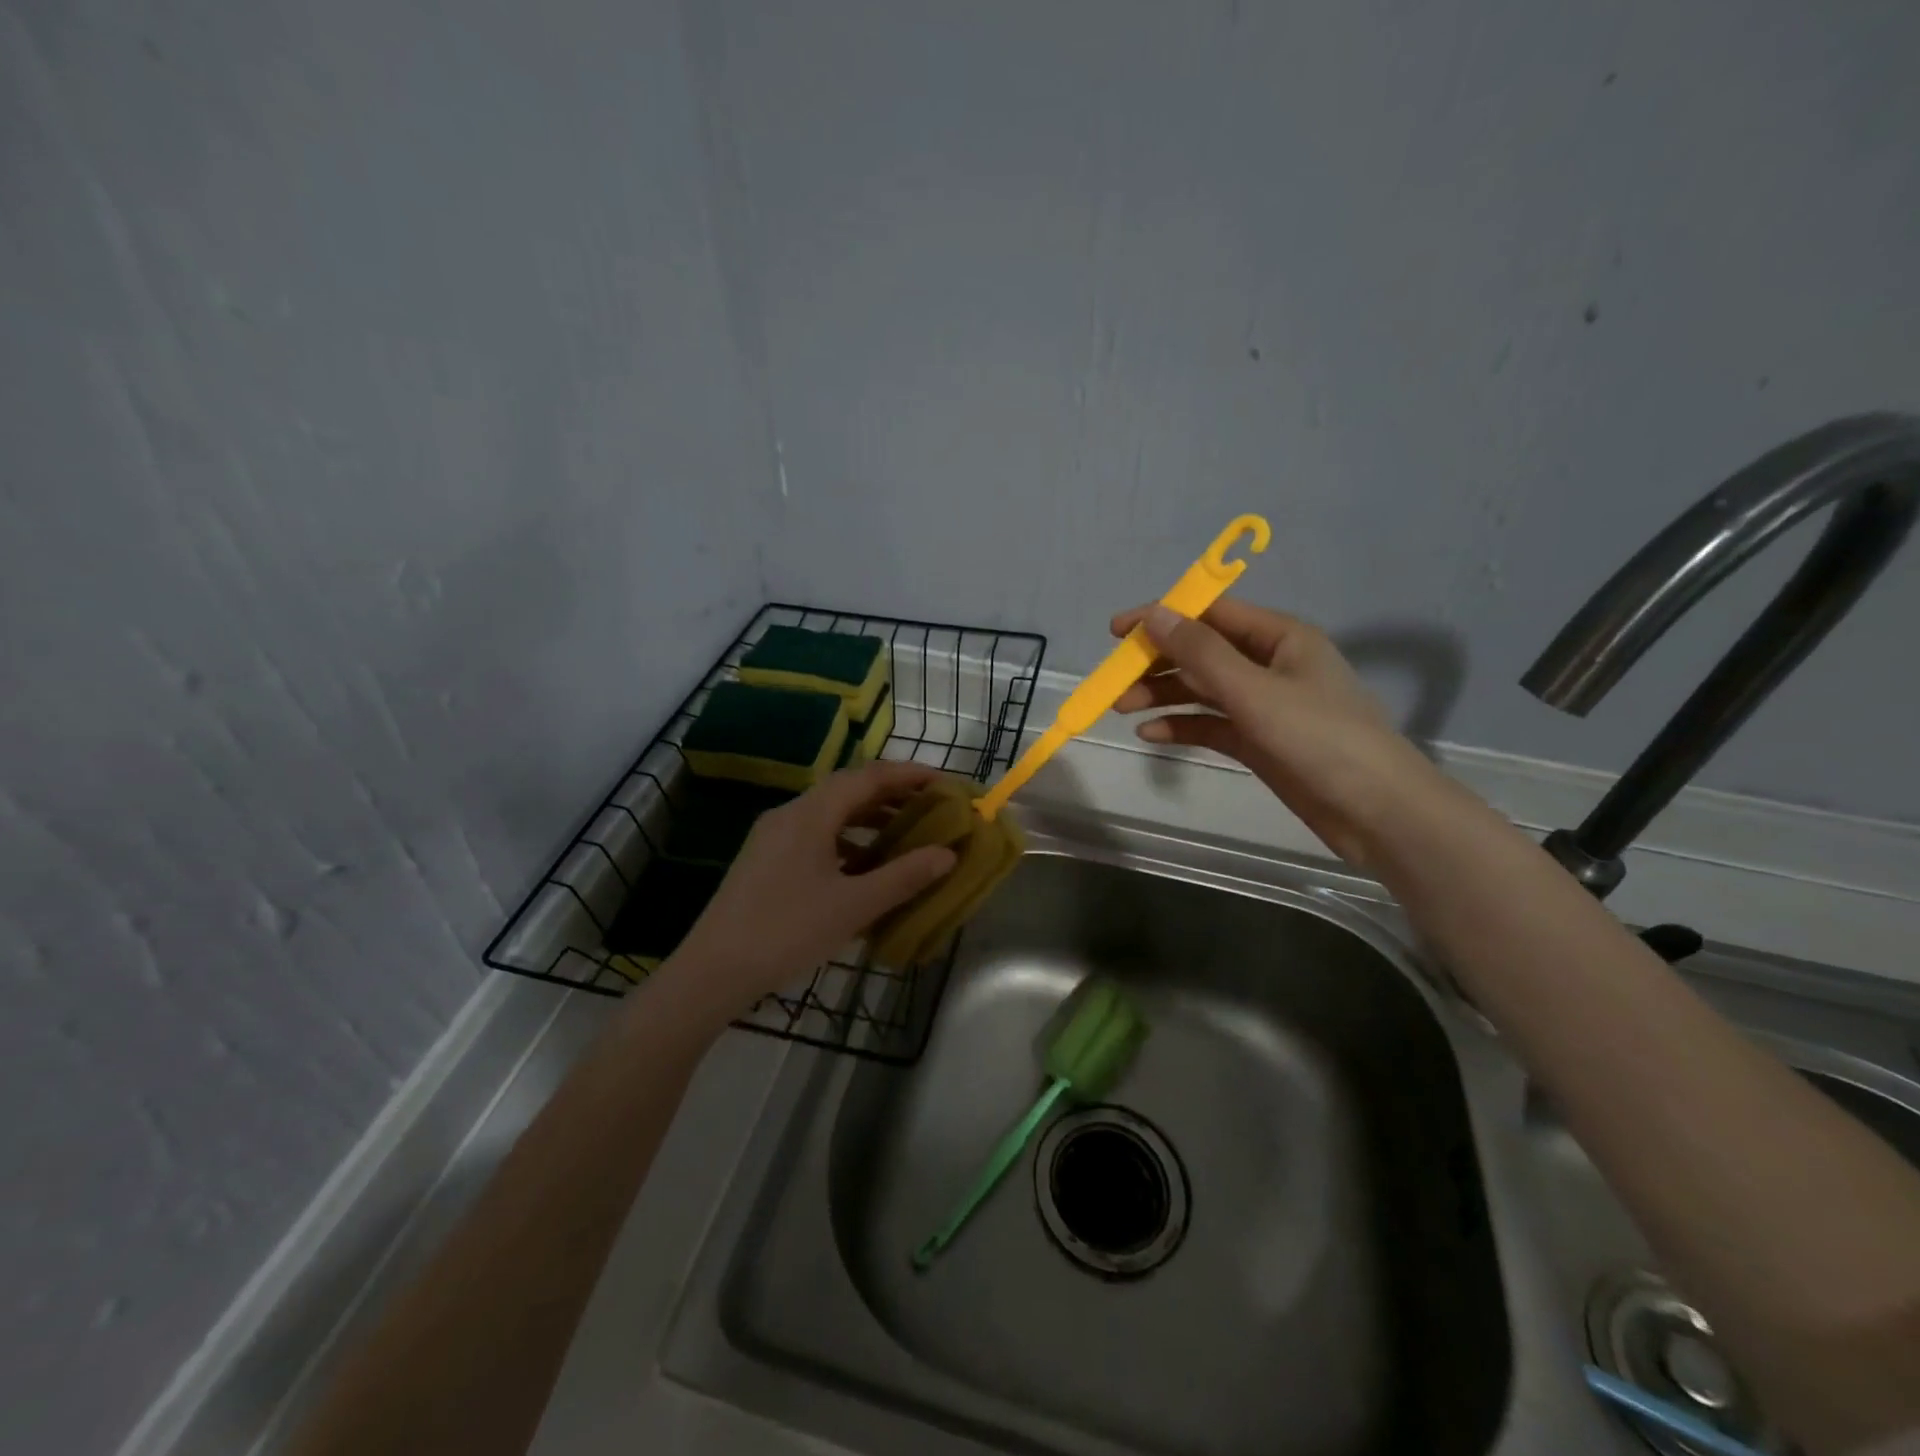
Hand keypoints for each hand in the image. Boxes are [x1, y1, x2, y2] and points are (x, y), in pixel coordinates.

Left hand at [665, 762, 958, 1013]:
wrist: (712, 971)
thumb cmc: (787, 931)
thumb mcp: (853, 906)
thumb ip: (903, 877)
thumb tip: (947, 854)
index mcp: (810, 814)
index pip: (868, 777)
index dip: (909, 775)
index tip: (943, 783)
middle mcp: (790, 814)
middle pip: (847, 790)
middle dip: (891, 796)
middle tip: (930, 808)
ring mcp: (773, 837)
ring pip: (830, 814)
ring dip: (868, 819)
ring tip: (904, 836)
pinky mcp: (765, 861)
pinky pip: (815, 836)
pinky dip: (846, 842)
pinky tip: (863, 869)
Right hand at [1111, 601, 1452, 866]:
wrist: (1376, 811)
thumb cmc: (1320, 739)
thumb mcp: (1255, 691)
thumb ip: (1202, 653)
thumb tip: (1154, 614)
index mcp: (1279, 637)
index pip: (1210, 614)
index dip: (1162, 617)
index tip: (1117, 632)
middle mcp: (1269, 664)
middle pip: (1201, 653)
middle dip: (1157, 664)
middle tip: (1114, 682)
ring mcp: (1263, 704)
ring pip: (1201, 690)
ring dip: (1162, 695)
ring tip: (1122, 708)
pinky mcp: (1258, 741)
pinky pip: (1210, 724)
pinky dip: (1181, 725)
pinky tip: (1151, 734)